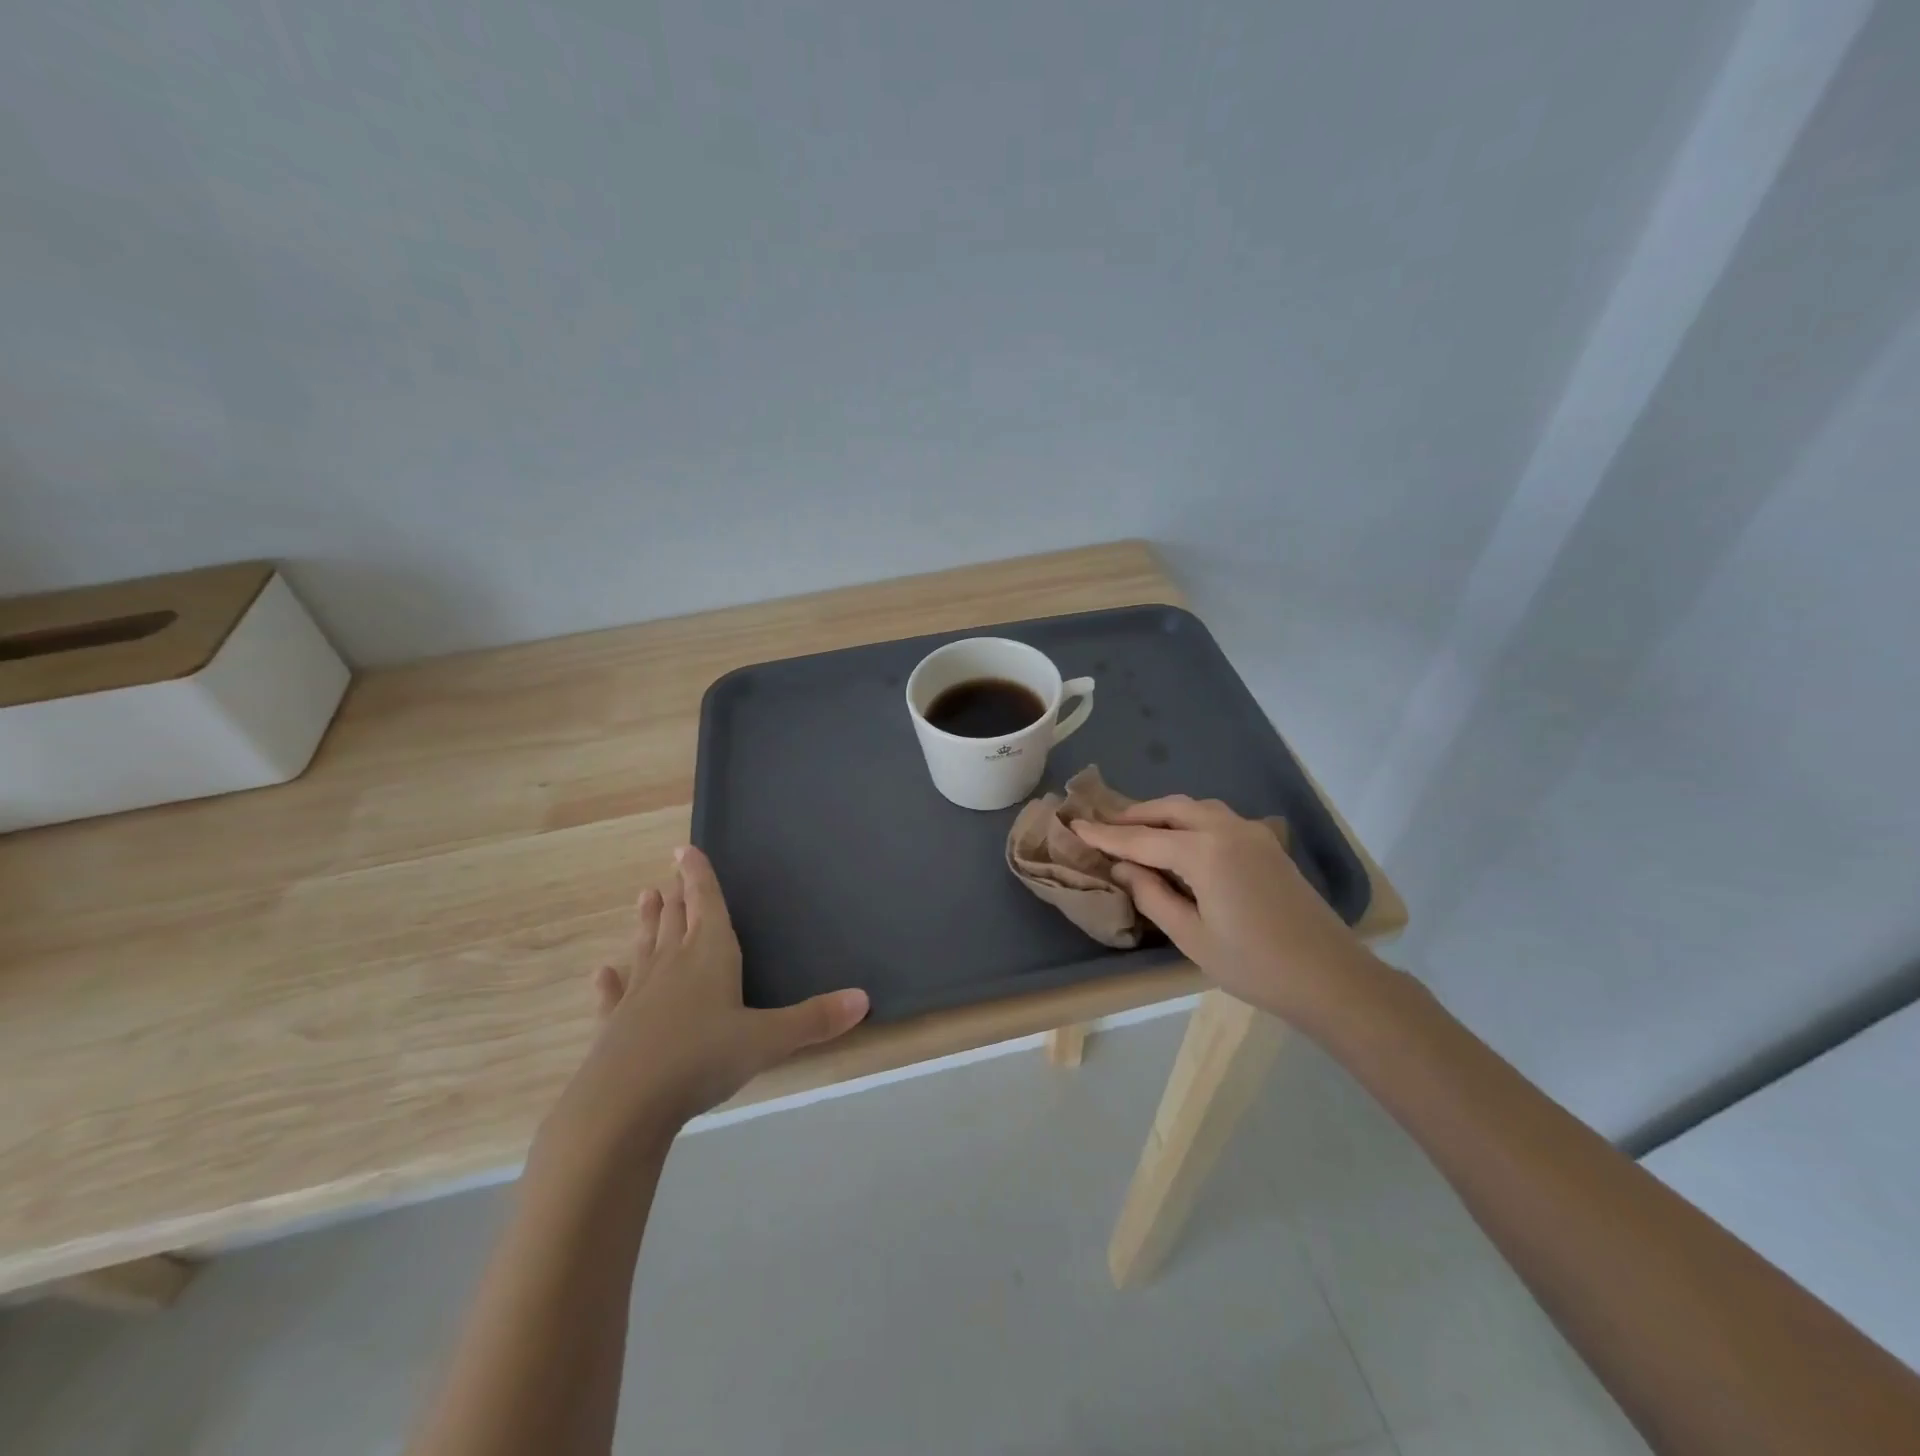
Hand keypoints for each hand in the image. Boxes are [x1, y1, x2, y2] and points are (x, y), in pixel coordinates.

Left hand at [543, 846, 869, 1156]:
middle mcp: (673, 963)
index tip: (685, 849)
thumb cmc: (701, 1059)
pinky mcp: (614, 1024)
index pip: (706, 902)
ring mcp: (639, 992)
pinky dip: (610, 981)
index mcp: (710, 953)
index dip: (698, 874)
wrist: (623, 1106)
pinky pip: (614, 994)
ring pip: (646, 945)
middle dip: (678, 894)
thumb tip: (864, 998)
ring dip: (647, 921)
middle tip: (672, 872)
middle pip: (676, 918)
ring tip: (645, 896)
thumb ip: (814, 1019)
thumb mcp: (767, 1040)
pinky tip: (603, 972)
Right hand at [1071, 795, 1379, 1027]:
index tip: (1075, 826)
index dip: (1105, 836)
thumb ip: (1152, 896)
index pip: (1141, 839)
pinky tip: (1180, 840)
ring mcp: (1251, 833)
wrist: (1331, 977)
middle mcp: (1227, 830)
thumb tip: (1123, 868)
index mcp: (1204, 852)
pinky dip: (1189, 820)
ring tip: (1137, 830)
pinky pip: (1217, 818)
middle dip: (1134, 816)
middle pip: (1170, 809)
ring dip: (1163, 814)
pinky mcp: (1267, 844)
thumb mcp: (1192, 937)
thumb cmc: (1254, 965)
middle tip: (1104, 826)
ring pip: (1196, 808)